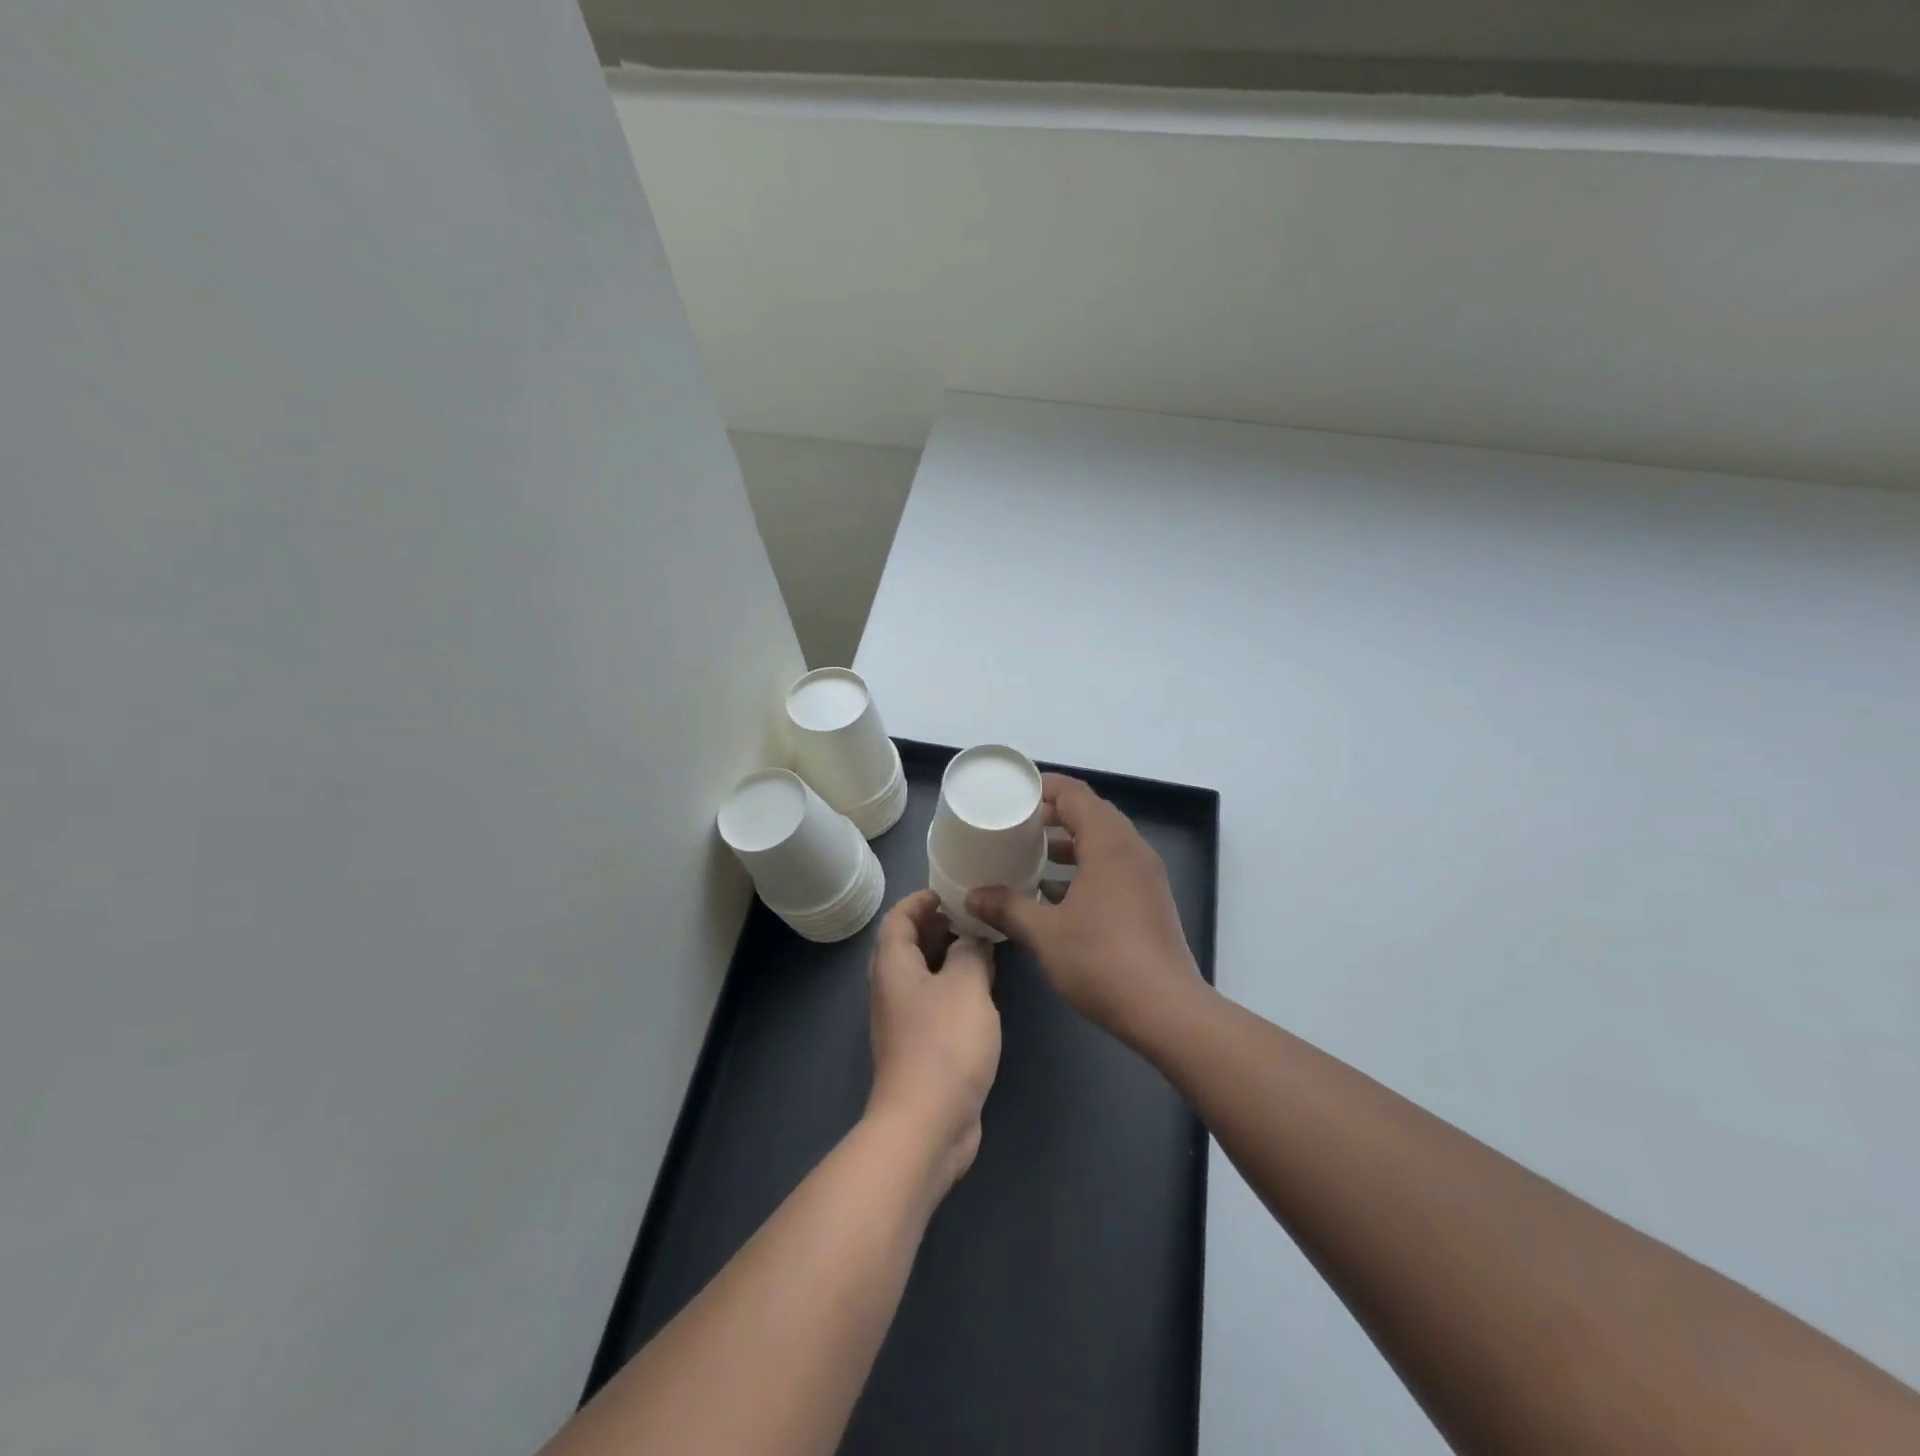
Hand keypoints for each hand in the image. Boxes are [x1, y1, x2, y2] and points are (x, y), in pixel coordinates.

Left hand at [866, 891, 1000, 1190]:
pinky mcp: (922, 1047)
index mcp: (893, 965)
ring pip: (926, 975)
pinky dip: (956, 988)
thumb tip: (971, 940)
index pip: (899, 918)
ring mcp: (905, 1021)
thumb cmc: (944, 1043)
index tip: (951, 891)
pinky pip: (937, 1003)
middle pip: (909, 945)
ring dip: (951, 958)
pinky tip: (985, 991)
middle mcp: (893, 989)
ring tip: (986, 947)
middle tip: (975, 917)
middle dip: (939, 927)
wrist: (927, 1123)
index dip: (921, 900)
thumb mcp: (966, 985)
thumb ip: (971, 952)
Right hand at [967, 774, 1202, 1046]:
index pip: (1075, 794)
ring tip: (1030, 855)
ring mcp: (1145, 876)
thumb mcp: (1044, 933)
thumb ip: (1007, 907)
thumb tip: (972, 895)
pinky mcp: (1149, 901)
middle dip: (1053, 815)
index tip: (1013, 794)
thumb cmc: (1102, 961)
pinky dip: (1084, 869)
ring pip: (1103, 843)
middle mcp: (1132, 850)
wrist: (1165, 1011)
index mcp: (1109, 844)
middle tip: (1016, 824)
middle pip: (1091, 814)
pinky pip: (1113, 867)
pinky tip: (1055, 894)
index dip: (1044, 787)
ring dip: (1069, 844)